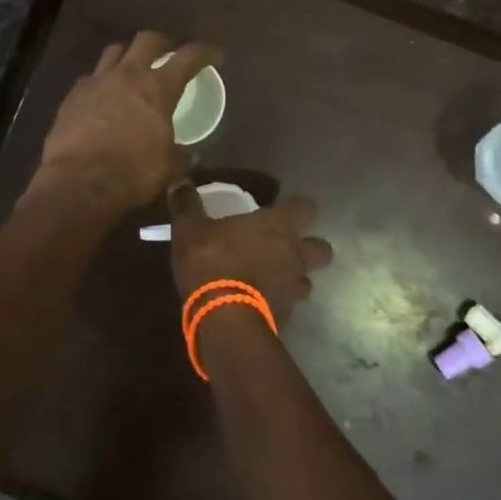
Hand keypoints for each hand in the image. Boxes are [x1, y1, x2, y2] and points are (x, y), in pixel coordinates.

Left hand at [31, 32, 220, 213]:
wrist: (78, 182)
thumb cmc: (132, 173)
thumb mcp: (168, 167)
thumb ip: (180, 155)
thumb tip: (189, 154)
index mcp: (158, 88)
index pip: (188, 58)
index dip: (205, 53)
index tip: (215, 56)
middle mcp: (127, 75)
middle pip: (147, 40)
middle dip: (162, 43)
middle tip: (169, 52)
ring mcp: (96, 82)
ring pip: (114, 51)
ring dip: (128, 54)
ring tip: (133, 67)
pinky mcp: (73, 95)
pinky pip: (91, 76)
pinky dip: (102, 80)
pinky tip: (104, 94)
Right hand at [168, 183, 333, 330]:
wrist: (224, 319)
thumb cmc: (212, 261)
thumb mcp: (190, 229)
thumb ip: (187, 204)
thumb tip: (178, 180)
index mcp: (279, 225)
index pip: (307, 208)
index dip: (298, 208)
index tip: (283, 210)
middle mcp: (295, 254)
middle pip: (322, 249)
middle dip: (310, 248)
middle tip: (286, 248)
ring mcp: (294, 288)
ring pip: (307, 280)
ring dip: (294, 279)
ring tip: (271, 279)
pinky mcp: (287, 317)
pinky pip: (289, 306)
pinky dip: (278, 303)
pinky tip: (258, 304)